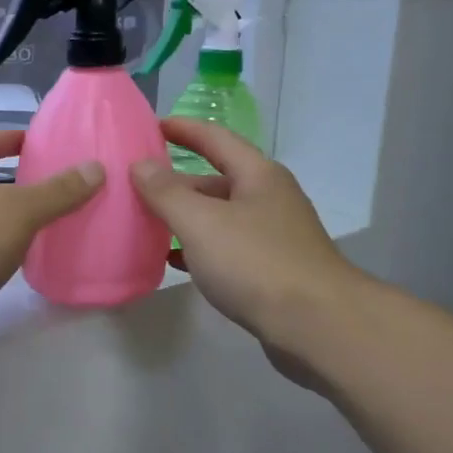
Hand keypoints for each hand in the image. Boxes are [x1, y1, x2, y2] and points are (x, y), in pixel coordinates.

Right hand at [129, 120, 352, 356]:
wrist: (317, 326)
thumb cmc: (256, 263)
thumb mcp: (201, 222)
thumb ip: (167, 192)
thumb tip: (141, 164)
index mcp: (258, 175)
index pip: (215, 138)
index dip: (182, 128)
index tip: (149, 126)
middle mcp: (268, 198)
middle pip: (216, 179)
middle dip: (176, 181)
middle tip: (135, 185)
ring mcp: (272, 236)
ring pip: (219, 216)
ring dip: (184, 217)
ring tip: (145, 221)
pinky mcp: (271, 270)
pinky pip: (225, 248)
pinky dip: (197, 248)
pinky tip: (172, 260)